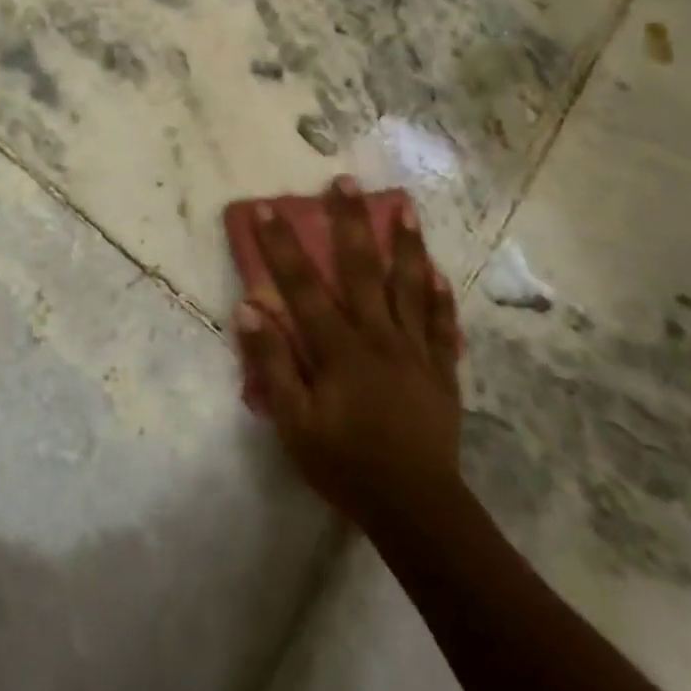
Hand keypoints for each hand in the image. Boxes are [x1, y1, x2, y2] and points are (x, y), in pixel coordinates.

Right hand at [234, 178, 465, 534]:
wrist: (417, 510)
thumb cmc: (347, 466)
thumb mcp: (295, 424)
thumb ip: (273, 364)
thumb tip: (248, 309)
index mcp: (338, 348)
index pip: (303, 286)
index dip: (283, 245)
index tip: (269, 207)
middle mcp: (378, 336)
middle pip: (362, 269)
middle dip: (351, 222)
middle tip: (346, 181)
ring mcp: (415, 350)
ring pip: (410, 285)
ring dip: (406, 243)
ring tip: (405, 206)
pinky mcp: (441, 370)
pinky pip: (443, 325)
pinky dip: (441, 296)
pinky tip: (440, 272)